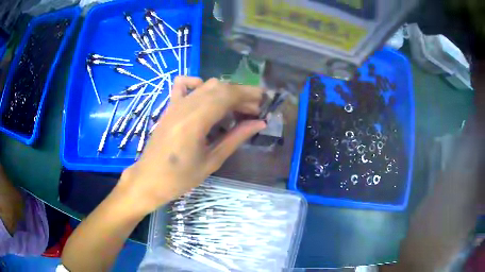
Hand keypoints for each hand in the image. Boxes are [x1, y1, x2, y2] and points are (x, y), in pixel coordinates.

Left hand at [118, 77, 265, 214]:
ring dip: (226, 92)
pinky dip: (199, 84)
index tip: (264, 104)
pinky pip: (183, 85)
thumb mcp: (212, 161)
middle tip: (254, 110)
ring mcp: (175, 104)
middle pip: (220, 87)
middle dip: (241, 94)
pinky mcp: (169, 107)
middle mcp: (185, 106)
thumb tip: (259, 123)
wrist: (149, 179)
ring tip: (237, 108)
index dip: (248, 96)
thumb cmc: (180, 178)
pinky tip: (207, 96)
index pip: (227, 95)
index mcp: (195, 121)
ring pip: (206, 85)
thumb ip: (236, 138)